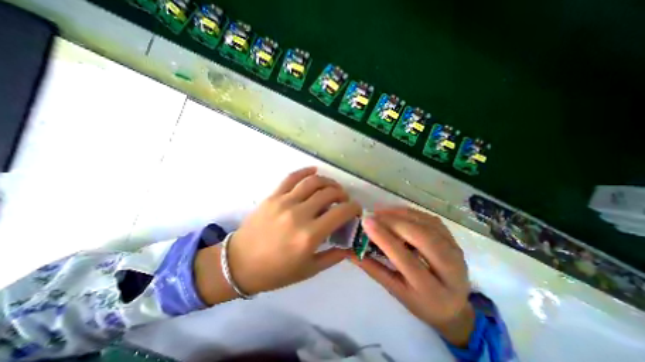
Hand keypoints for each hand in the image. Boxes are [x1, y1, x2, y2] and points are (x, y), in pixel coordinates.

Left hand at [225, 169, 359, 294]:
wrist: (239, 263)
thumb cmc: (275, 271)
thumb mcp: (309, 270)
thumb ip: (333, 256)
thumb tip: (350, 246)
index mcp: (309, 235)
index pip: (341, 212)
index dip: (353, 207)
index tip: (356, 209)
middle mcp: (299, 214)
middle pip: (328, 193)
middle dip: (342, 194)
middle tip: (344, 199)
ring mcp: (284, 202)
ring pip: (313, 181)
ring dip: (328, 181)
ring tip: (332, 187)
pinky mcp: (273, 196)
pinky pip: (291, 177)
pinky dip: (305, 171)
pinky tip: (314, 171)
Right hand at [353, 208, 471, 345]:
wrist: (453, 305)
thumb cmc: (420, 302)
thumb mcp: (395, 291)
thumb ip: (372, 268)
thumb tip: (349, 251)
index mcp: (433, 292)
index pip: (407, 260)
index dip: (385, 239)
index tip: (366, 222)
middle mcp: (451, 270)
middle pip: (423, 238)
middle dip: (394, 222)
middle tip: (372, 215)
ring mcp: (456, 251)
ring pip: (427, 224)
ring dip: (401, 214)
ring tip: (380, 212)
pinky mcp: (454, 239)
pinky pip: (430, 219)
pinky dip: (410, 213)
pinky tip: (395, 213)